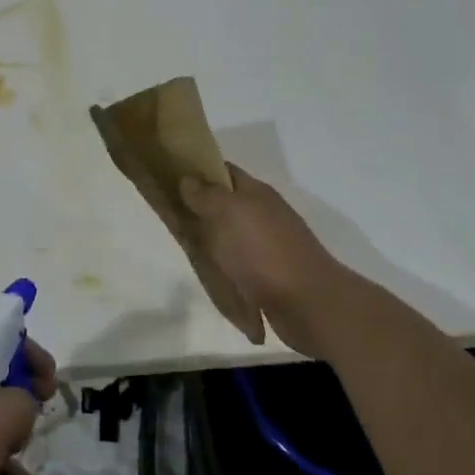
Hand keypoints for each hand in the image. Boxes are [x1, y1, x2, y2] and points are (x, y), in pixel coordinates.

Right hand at [181, 164, 345, 358]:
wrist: (307, 303)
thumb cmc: (262, 251)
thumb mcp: (227, 214)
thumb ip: (206, 195)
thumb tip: (188, 178)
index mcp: (256, 194)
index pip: (224, 171)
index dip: (198, 170)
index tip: (168, 176)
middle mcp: (264, 214)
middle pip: (225, 203)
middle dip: (199, 208)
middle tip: (169, 216)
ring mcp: (269, 245)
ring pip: (230, 235)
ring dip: (211, 240)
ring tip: (184, 247)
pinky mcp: (270, 274)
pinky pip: (238, 263)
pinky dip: (223, 266)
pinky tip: (210, 273)